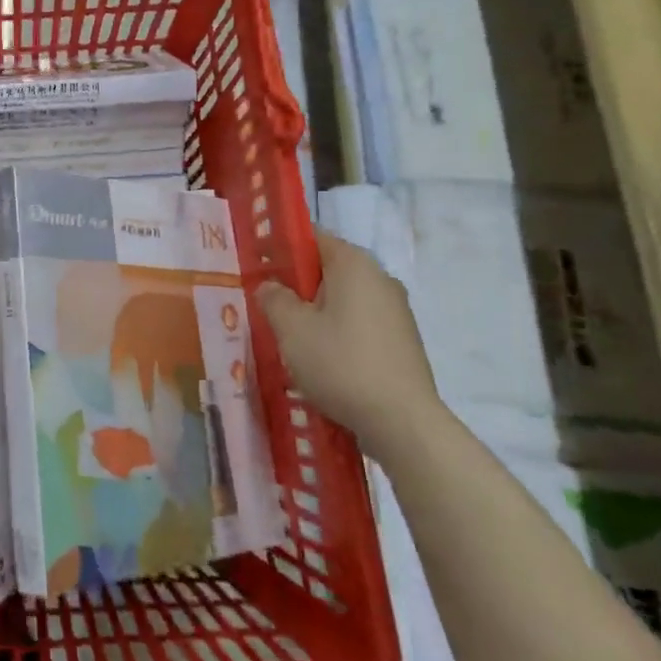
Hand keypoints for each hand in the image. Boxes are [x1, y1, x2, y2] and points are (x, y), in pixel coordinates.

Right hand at [256, 233, 445, 461]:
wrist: (403, 422)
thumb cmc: (340, 363)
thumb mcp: (291, 329)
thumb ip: (273, 298)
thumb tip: (270, 287)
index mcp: (353, 263)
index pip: (311, 237)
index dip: (281, 248)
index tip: (258, 268)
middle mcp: (380, 278)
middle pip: (328, 269)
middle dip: (297, 285)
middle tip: (268, 307)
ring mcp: (396, 310)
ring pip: (343, 299)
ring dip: (316, 312)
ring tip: (291, 339)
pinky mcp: (403, 341)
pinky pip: (360, 324)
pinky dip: (338, 333)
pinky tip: (322, 360)